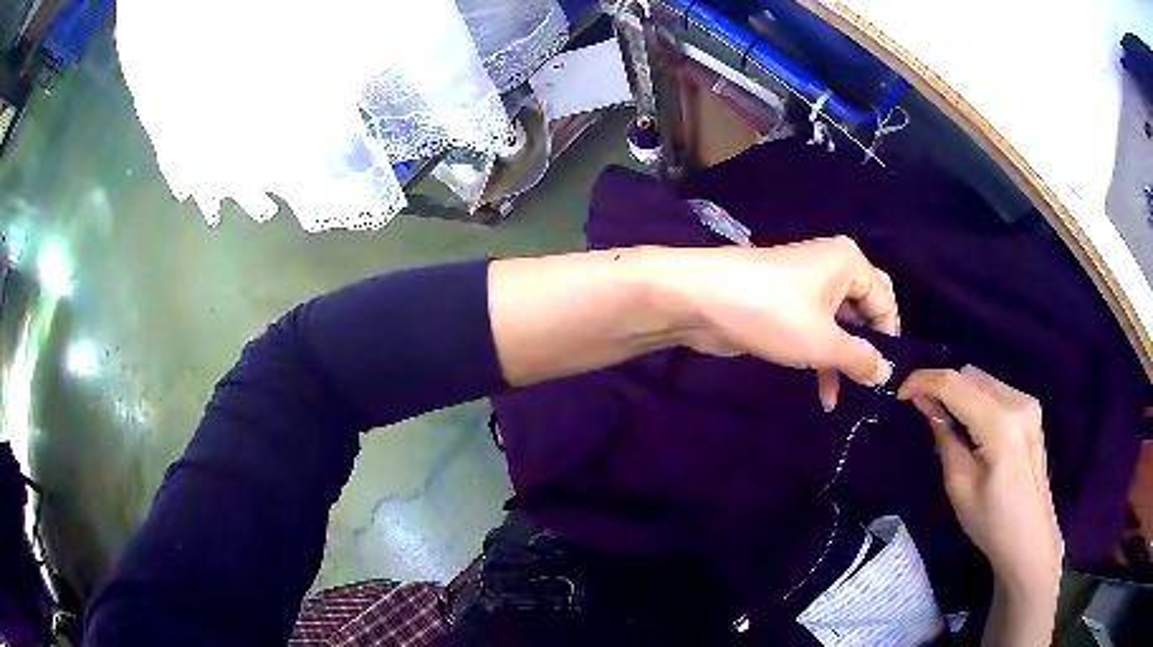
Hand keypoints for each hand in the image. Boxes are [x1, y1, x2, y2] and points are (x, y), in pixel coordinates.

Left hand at [651, 236, 897, 402]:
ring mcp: (807, 287)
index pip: (885, 302)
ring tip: (847, 397)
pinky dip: (821, 359)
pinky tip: (825, 394)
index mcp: (849, 263)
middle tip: (871, 387)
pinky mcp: (785, 307)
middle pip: (864, 312)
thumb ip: (860, 359)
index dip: (889, 340)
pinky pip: (816, 332)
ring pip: (839, 327)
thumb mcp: (824, 341)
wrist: (700, 301)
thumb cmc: (772, 313)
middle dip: (867, 349)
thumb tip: (887, 373)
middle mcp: (832, 269)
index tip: (889, 378)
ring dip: (842, 361)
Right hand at [898, 366, 1063, 596]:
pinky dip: (977, 401)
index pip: (955, 383)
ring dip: (960, 393)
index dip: (923, 381)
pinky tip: (971, 427)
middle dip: (943, 386)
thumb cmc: (991, 522)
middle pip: (970, 374)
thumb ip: (945, 438)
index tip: (899, 394)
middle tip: (922, 412)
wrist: (1029, 540)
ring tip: (946, 422)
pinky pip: (996, 392)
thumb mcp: (959, 486)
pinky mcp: (1031, 413)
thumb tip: (927, 406)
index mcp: (1000, 422)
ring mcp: (1028, 404)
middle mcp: (1017, 401)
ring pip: (984, 380)